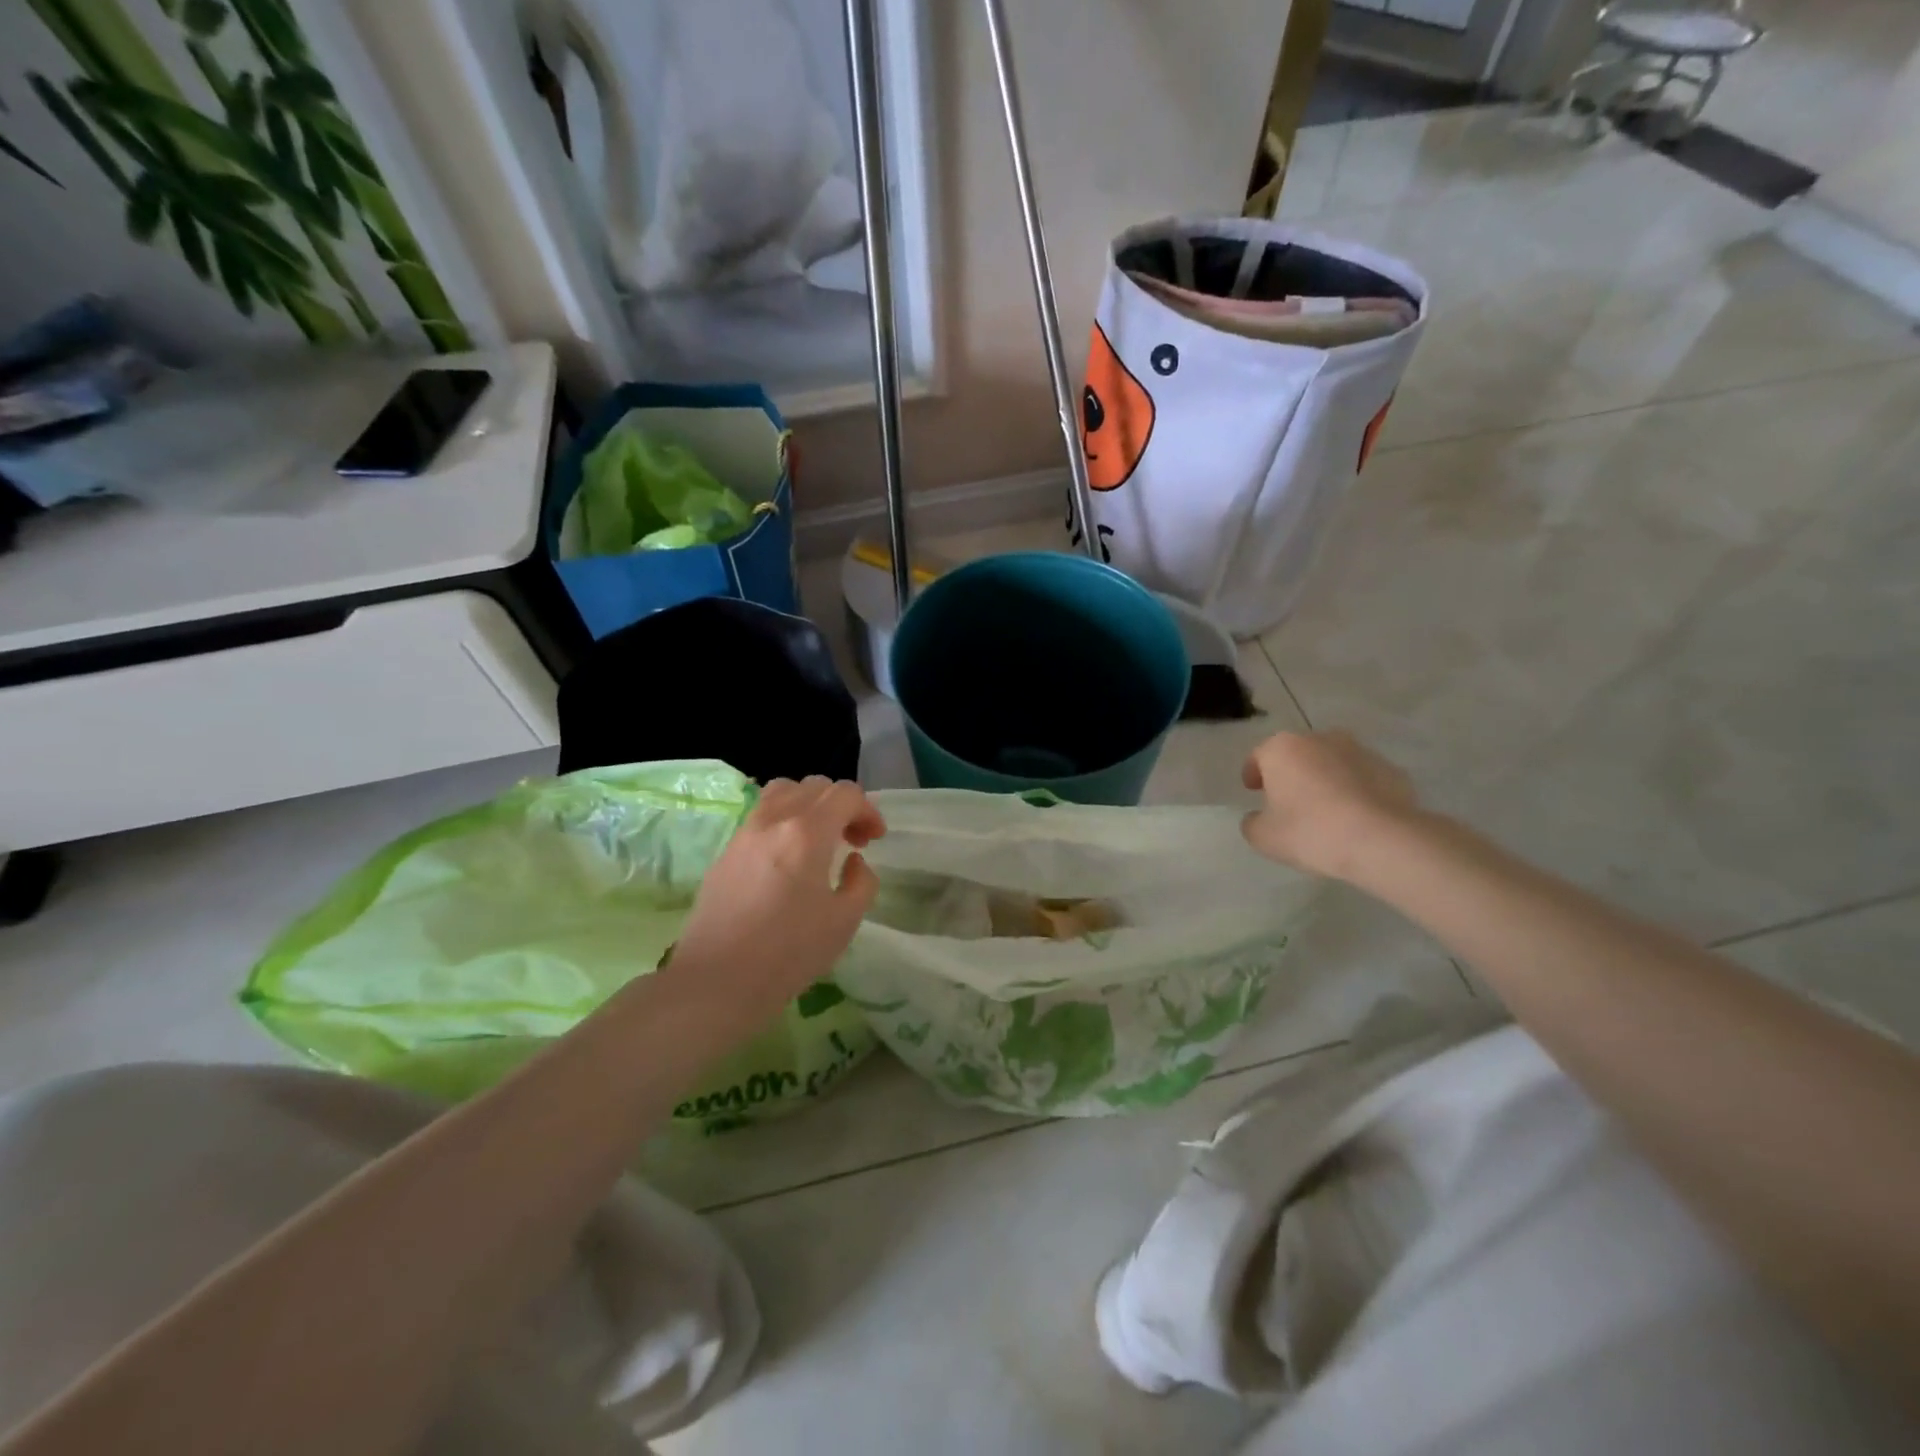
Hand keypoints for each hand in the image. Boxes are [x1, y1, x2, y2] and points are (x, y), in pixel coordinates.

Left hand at [671, 777, 885, 1005]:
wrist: (717, 981)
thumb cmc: (788, 952)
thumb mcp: (845, 922)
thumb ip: (861, 882)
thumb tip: (853, 860)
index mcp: (808, 831)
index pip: (845, 794)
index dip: (868, 811)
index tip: (874, 840)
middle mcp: (774, 819)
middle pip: (815, 786)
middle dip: (841, 806)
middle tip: (852, 840)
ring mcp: (745, 832)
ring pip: (783, 791)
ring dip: (809, 805)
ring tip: (818, 840)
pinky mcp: (726, 850)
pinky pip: (762, 815)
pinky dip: (784, 820)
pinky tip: (788, 859)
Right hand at [1241, 731, 1419, 879]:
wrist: (1382, 841)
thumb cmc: (1310, 831)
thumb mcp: (1263, 837)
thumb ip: (1253, 822)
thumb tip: (1260, 817)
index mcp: (1283, 749)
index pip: (1259, 755)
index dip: (1253, 773)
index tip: (1253, 791)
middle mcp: (1321, 740)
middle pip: (1298, 754)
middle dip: (1292, 773)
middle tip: (1288, 800)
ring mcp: (1361, 751)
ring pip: (1333, 763)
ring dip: (1326, 779)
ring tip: (1326, 810)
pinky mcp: (1392, 770)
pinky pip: (1363, 778)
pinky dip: (1356, 791)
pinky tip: (1356, 817)